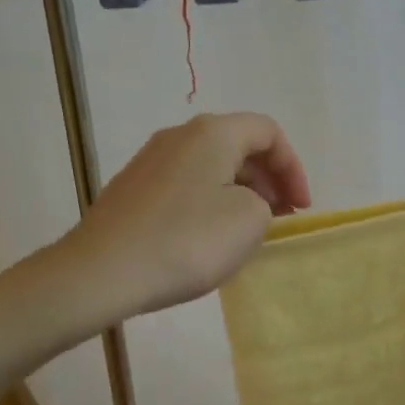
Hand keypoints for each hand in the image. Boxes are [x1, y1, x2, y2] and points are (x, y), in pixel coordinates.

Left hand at [56, 113, 310, 321]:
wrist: (102, 271)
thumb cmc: (187, 240)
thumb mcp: (249, 221)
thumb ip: (264, 204)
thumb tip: (245, 202)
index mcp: (213, 133)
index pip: (268, 132)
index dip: (293, 168)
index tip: (301, 208)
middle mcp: (179, 136)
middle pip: (238, 145)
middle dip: (268, 180)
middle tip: (281, 218)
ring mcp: (149, 161)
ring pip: (210, 167)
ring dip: (239, 192)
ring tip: (248, 231)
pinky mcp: (132, 189)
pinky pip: (185, 186)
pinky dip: (209, 203)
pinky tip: (207, 238)